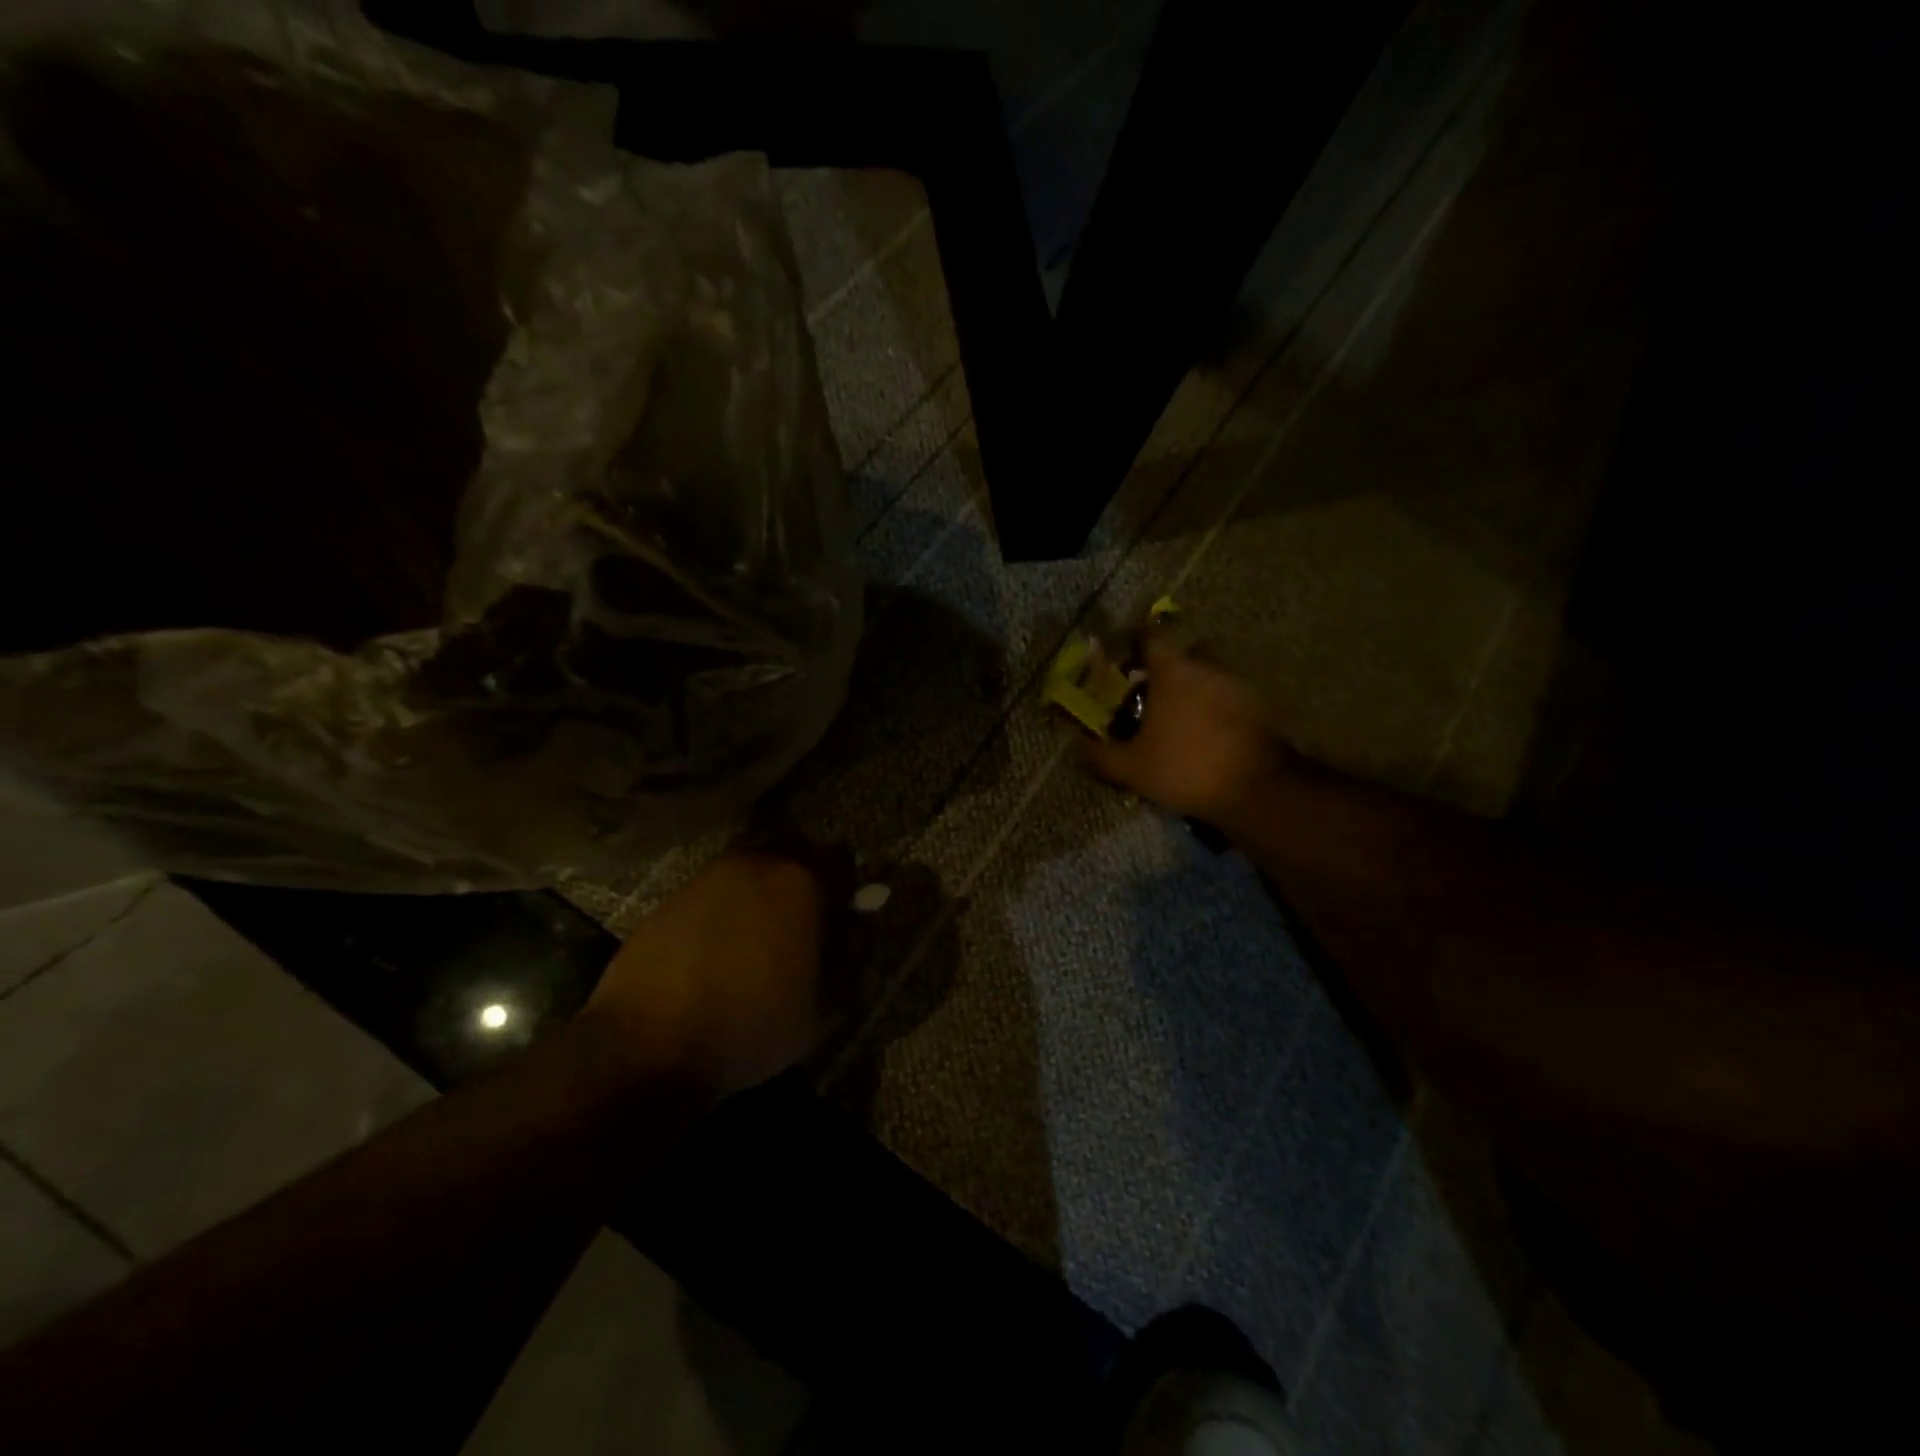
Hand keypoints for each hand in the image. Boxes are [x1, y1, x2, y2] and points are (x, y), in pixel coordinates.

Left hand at [584, 848, 830, 1096]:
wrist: (649, 1044)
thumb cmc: (752, 1025)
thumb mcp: (825, 1006)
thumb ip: (852, 957)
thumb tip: (858, 926)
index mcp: (803, 881)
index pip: (840, 858)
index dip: (846, 883)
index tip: (843, 911)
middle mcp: (758, 863)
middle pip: (793, 846)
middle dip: (804, 871)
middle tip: (803, 915)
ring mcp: (710, 875)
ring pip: (751, 863)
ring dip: (762, 885)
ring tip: (759, 931)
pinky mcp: (673, 894)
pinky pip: (716, 886)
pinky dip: (726, 903)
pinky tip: (720, 943)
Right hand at [1083, 634, 1284, 827]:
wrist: (1258, 789)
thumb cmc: (1186, 767)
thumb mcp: (1132, 768)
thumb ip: (1101, 755)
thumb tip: (1077, 744)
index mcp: (1173, 671)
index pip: (1152, 637)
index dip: (1136, 640)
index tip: (1126, 653)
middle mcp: (1208, 668)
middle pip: (1188, 654)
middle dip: (1172, 667)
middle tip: (1155, 692)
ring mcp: (1240, 686)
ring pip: (1212, 677)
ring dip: (1198, 691)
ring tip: (1182, 721)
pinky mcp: (1263, 709)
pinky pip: (1232, 700)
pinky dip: (1219, 711)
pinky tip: (1209, 738)